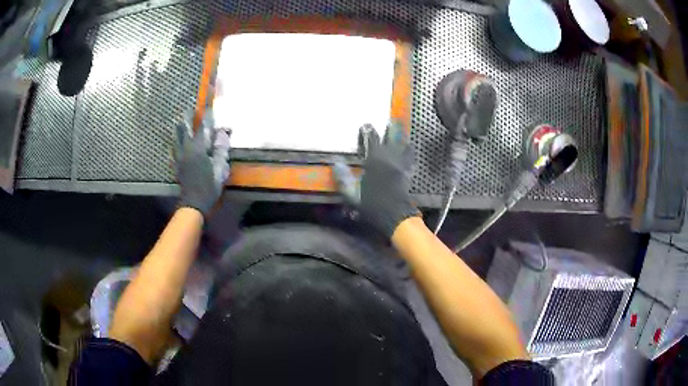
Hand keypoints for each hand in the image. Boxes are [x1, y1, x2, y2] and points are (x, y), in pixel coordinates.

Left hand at [174, 109, 230, 216]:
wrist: (193, 203)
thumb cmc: (209, 187)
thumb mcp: (220, 169)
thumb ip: (221, 150)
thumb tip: (223, 133)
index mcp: (199, 149)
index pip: (203, 127)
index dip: (206, 116)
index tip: (208, 105)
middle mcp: (187, 149)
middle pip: (185, 129)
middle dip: (187, 118)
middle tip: (189, 109)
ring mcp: (179, 157)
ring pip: (177, 138)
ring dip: (179, 128)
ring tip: (179, 120)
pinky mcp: (176, 164)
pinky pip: (174, 149)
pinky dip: (175, 142)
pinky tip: (175, 141)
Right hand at [334, 123, 418, 237]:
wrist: (395, 217)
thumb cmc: (373, 206)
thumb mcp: (352, 195)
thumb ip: (344, 178)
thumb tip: (336, 162)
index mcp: (375, 162)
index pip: (371, 142)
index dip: (368, 132)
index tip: (366, 124)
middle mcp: (389, 160)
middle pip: (391, 140)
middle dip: (391, 130)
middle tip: (391, 120)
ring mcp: (401, 167)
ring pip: (403, 147)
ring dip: (402, 138)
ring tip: (402, 130)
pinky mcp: (408, 175)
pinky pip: (411, 160)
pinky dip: (411, 153)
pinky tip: (411, 149)